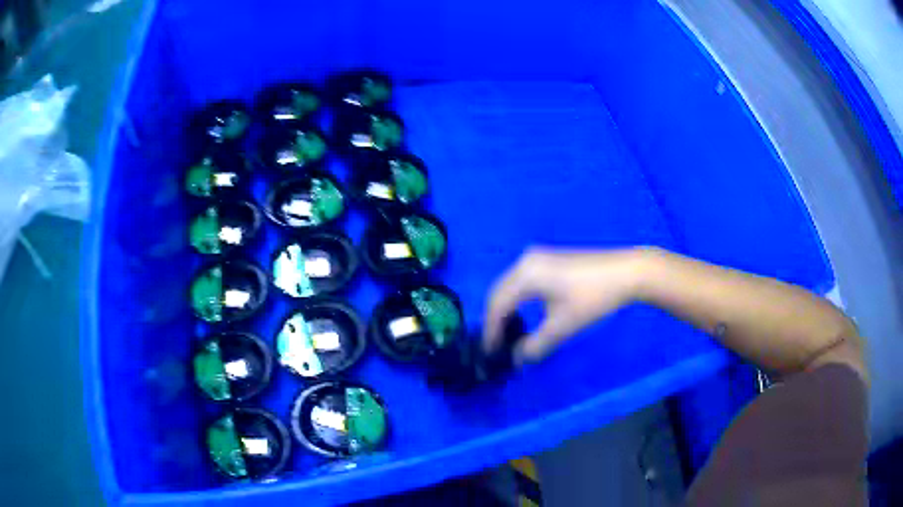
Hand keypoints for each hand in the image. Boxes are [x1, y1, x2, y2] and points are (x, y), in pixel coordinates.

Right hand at [483, 247, 649, 363]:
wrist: (628, 272)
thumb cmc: (594, 298)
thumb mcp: (563, 326)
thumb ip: (535, 346)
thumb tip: (517, 359)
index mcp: (526, 274)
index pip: (497, 304)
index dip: (491, 331)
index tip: (490, 353)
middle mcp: (526, 260)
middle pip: (499, 292)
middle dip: (495, 320)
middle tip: (496, 346)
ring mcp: (538, 257)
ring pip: (510, 286)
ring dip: (506, 309)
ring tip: (507, 333)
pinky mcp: (549, 259)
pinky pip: (523, 281)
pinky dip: (518, 299)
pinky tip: (524, 314)